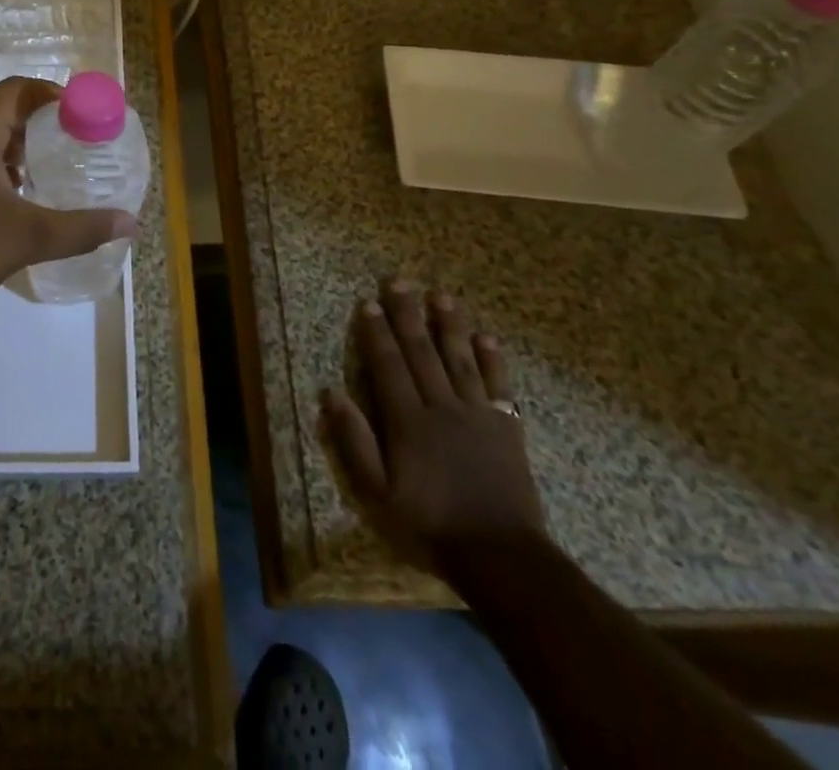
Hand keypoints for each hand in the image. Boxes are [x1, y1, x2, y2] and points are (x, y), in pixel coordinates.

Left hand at [0, 77, 137, 321]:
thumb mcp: (29, 237)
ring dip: (14, 144)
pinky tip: (10, 194)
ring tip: (46, 172)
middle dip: (38, 124)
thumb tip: (131, 223)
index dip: (54, 96)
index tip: (83, 117)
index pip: (17, 89)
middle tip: (72, 146)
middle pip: (0, 108)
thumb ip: (82, 228)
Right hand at [322, 283, 544, 569]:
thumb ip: (355, 441)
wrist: (502, 556)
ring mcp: (478, 415)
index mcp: (408, 421)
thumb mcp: (379, 493)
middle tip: (400, 281)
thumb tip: (331, 393)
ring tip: (441, 295)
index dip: (377, 333)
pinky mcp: (507, 428)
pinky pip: (500, 385)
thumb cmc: (432, 525)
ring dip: (449, 325)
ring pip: (460, 359)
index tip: (370, 303)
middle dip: (408, 315)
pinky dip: (493, 359)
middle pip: (422, 352)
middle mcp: (441, 407)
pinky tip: (486, 337)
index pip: (388, 366)